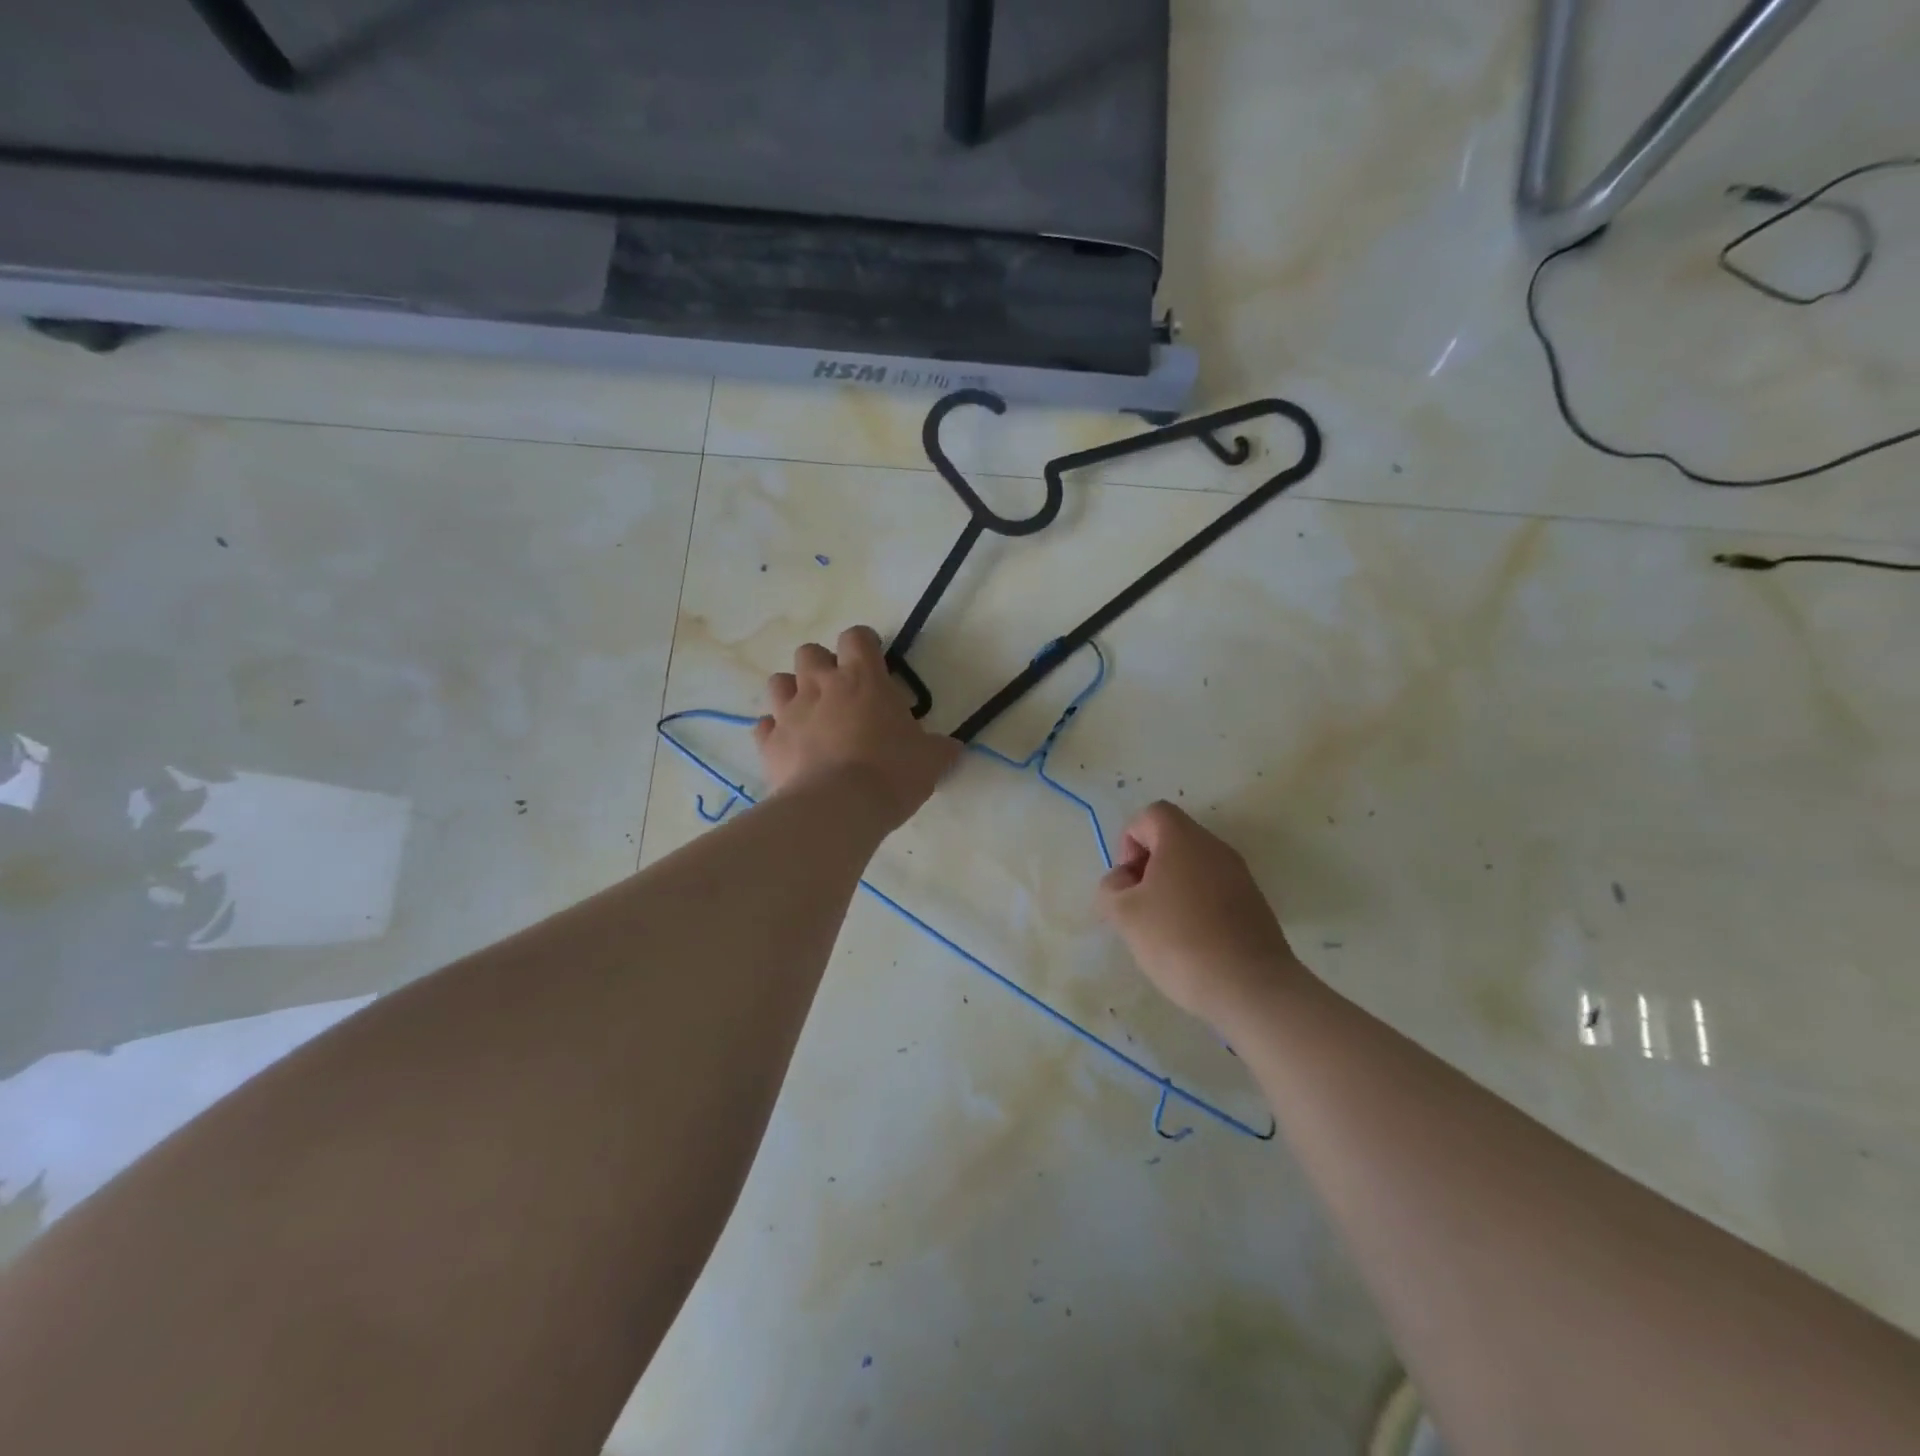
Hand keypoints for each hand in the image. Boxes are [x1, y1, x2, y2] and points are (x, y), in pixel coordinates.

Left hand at [754, 626, 961, 831]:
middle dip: (822, 666)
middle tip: (840, 692)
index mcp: (863, 679)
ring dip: (792, 692)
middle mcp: (821, 686)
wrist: (838, 808)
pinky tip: (790, 746)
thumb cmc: (891, 773)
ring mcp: (789, 713)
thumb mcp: (930, 760)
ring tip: (810, 715)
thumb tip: (953, 747)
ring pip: (779, 682)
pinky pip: (764, 726)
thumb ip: (940, 748)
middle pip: (810, 652)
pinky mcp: (769, 743)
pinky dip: (775, 732)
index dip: (864, 645)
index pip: (857, 637)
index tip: (873, 662)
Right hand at [1097, 801, 1305, 1025]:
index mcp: (1183, 839)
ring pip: (1194, 867)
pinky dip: (1196, 906)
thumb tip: (1122, 880)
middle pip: (1172, 839)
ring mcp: (1240, 876)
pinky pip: (1214, 890)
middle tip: (1139, 906)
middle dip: (1148, 867)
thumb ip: (1111, 888)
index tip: (1128, 881)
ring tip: (1162, 929)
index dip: (1129, 841)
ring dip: (1171, 888)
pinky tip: (1191, 943)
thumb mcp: (1124, 914)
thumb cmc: (1179, 940)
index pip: (1150, 815)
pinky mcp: (1254, 904)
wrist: (1251, 987)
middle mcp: (1215, 848)